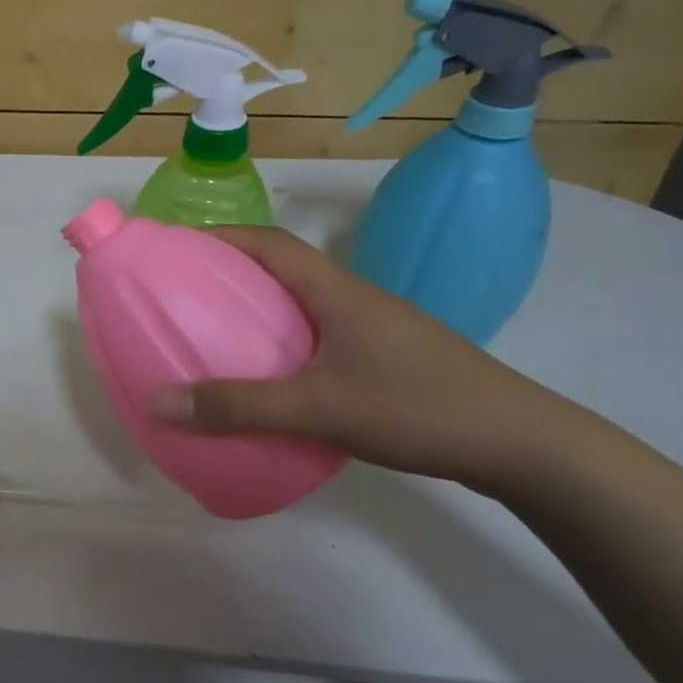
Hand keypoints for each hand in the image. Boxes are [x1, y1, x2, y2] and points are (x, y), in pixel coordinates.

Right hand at [151, 226, 573, 491]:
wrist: (523, 445)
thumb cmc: (418, 408)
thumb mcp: (319, 408)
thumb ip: (239, 406)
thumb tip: (159, 402)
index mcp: (337, 292)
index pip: (271, 243)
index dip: (221, 237)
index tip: (176, 248)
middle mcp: (353, 300)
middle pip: (281, 271)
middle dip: (229, 275)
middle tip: (181, 297)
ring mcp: (373, 330)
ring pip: (300, 307)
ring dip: (256, 312)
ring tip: (212, 337)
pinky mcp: (384, 360)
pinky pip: (316, 339)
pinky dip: (280, 346)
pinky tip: (267, 381)